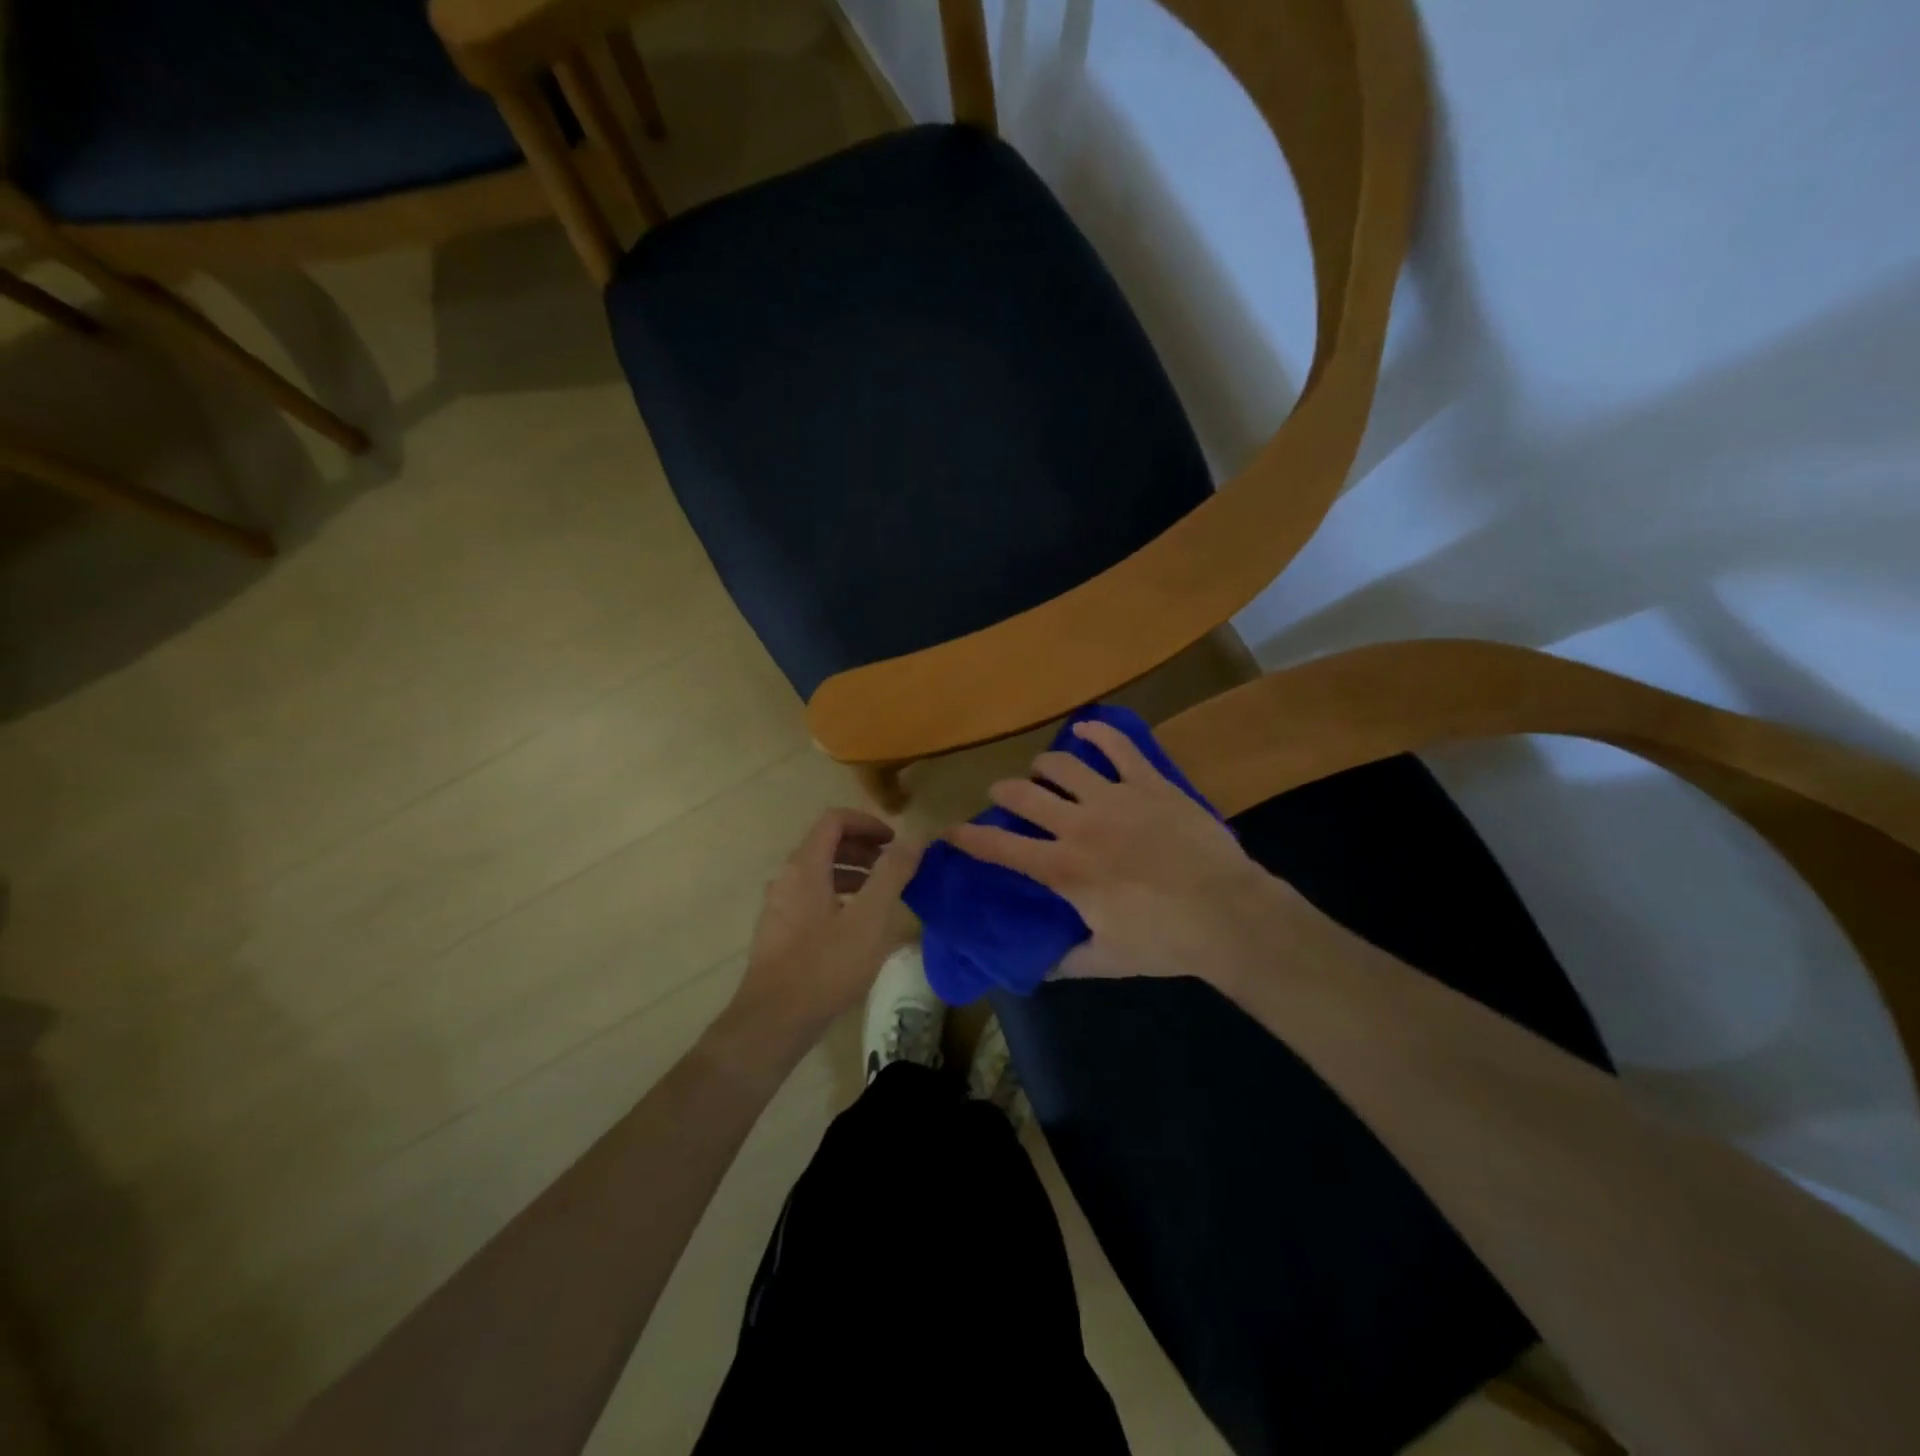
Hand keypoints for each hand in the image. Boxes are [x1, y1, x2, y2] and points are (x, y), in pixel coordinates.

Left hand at [729, 808, 925, 1041]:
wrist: (774, 1022)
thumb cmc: (826, 965)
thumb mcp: (870, 918)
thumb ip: (893, 873)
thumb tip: (914, 837)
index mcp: (805, 867)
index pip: (834, 820)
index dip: (867, 822)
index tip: (894, 841)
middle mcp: (786, 879)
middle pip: (825, 845)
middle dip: (863, 849)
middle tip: (894, 867)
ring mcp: (779, 907)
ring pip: (819, 874)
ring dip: (853, 874)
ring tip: (883, 897)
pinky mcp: (779, 934)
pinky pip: (812, 899)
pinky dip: (839, 898)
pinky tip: (858, 928)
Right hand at [951, 721, 1297, 990]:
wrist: (1227, 913)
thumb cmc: (1165, 941)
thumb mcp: (1107, 960)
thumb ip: (1067, 961)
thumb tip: (1039, 967)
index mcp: (1064, 869)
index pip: (1001, 848)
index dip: (969, 838)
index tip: (950, 831)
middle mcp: (1079, 825)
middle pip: (1024, 795)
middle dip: (1003, 792)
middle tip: (1001, 796)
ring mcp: (1114, 798)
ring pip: (1062, 764)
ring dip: (1042, 765)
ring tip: (1041, 770)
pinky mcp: (1149, 783)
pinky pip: (1118, 746)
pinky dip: (1097, 731)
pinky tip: (1085, 728)